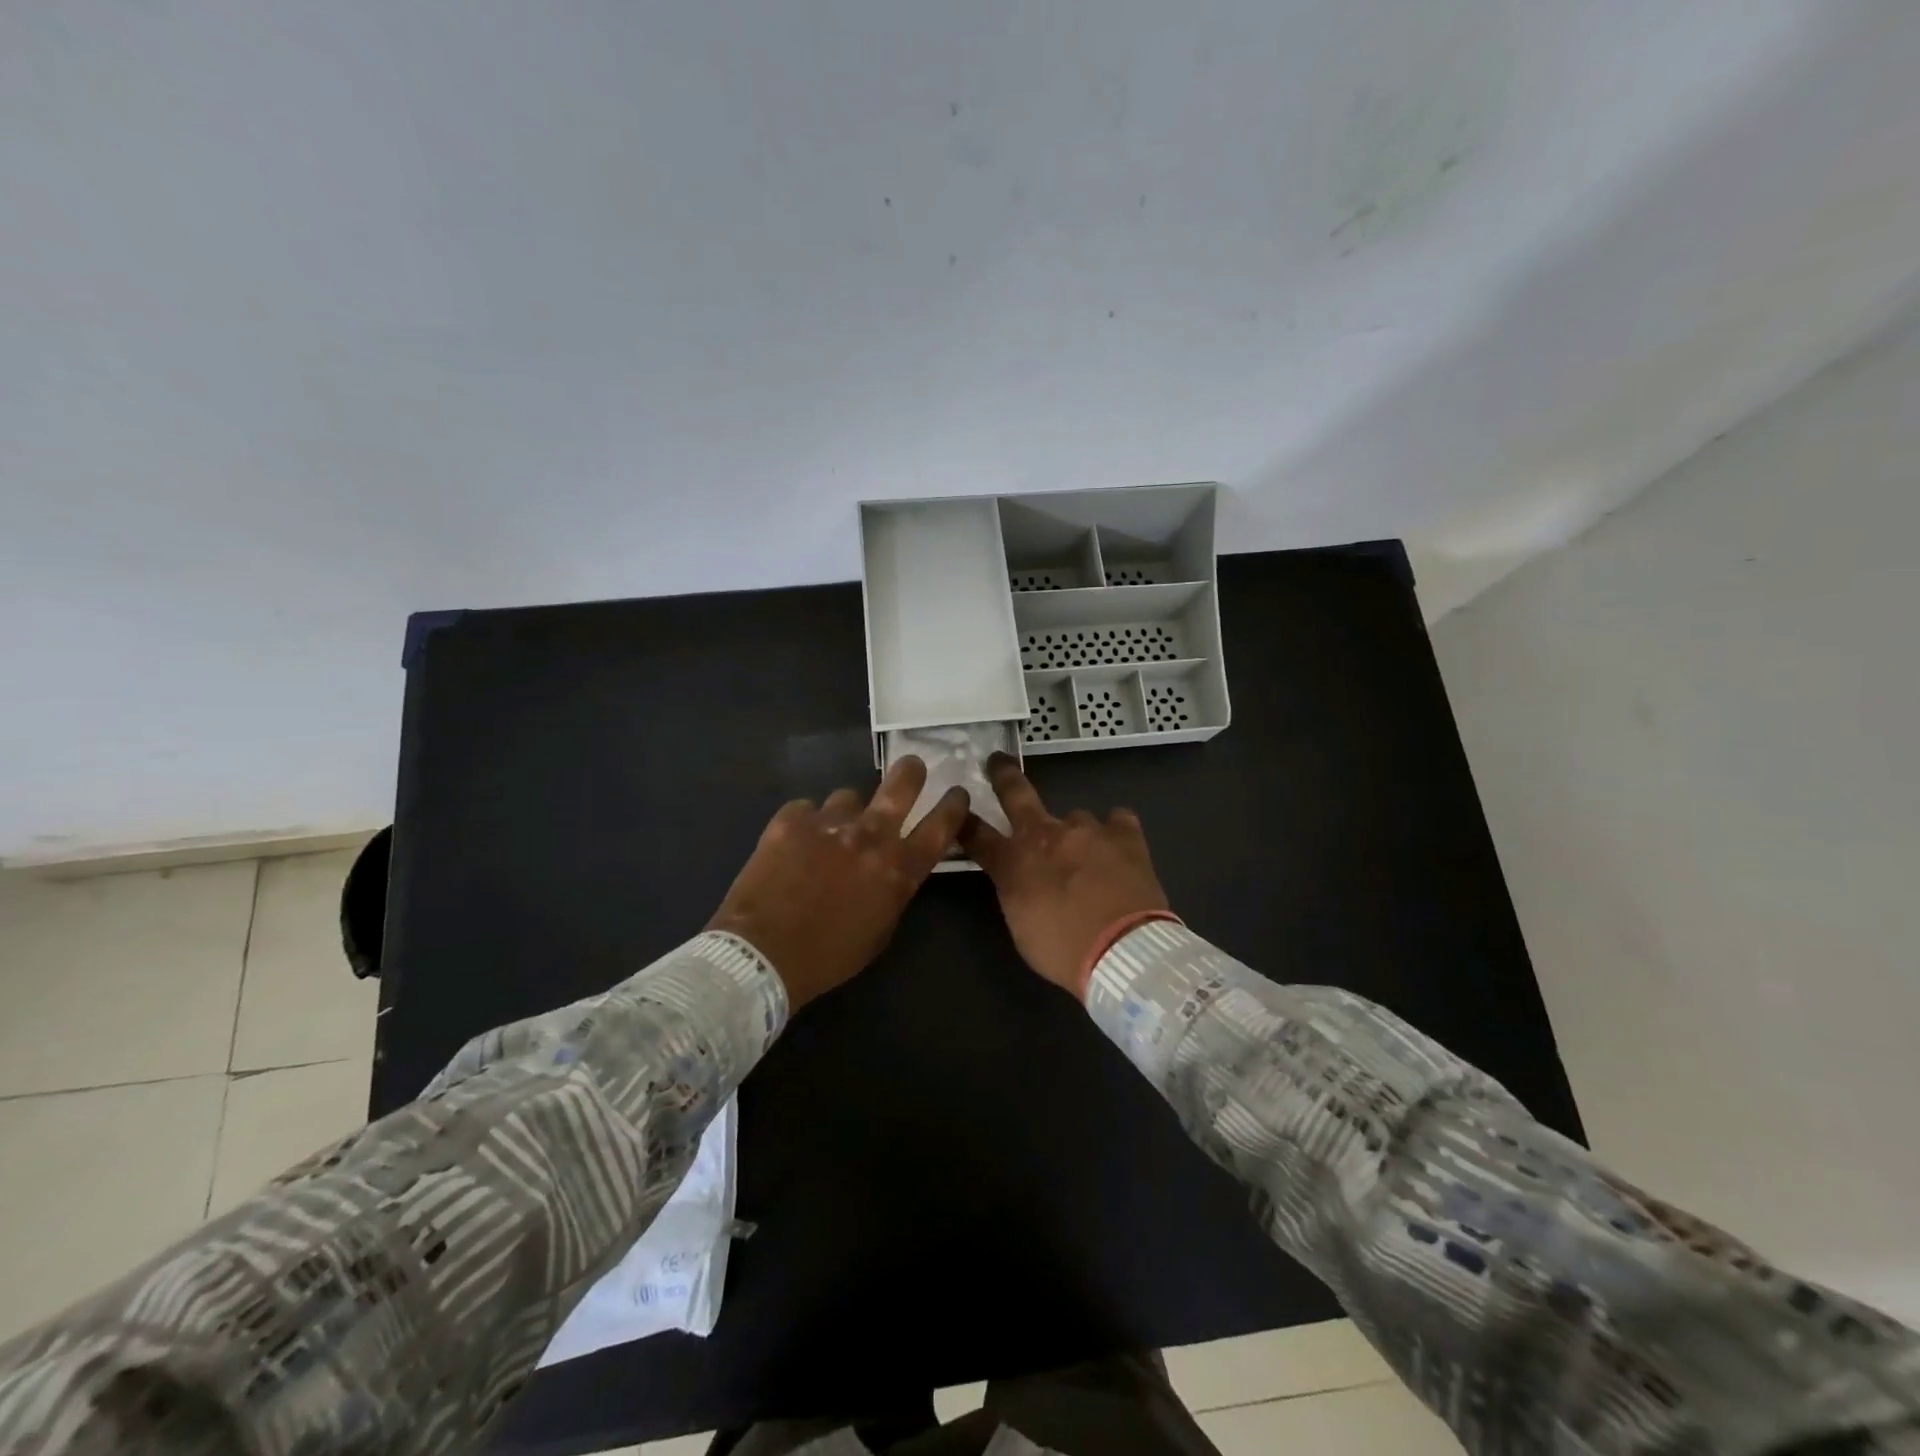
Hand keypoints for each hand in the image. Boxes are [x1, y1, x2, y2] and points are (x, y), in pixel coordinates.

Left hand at [708, 756, 970, 1008]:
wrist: (762, 955)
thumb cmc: (828, 956)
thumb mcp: (880, 929)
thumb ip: (894, 889)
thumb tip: (893, 868)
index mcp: (899, 869)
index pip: (941, 825)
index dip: (954, 805)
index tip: (957, 793)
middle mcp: (870, 835)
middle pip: (902, 784)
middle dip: (911, 772)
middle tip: (912, 768)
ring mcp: (829, 822)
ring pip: (847, 797)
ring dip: (845, 812)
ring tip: (828, 833)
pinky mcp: (791, 820)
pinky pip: (806, 809)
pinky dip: (805, 824)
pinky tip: (792, 845)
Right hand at [960, 754, 1170, 995]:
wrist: (1124, 952)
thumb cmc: (1064, 950)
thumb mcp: (1021, 926)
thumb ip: (1016, 892)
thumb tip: (1018, 878)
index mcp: (1014, 862)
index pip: (977, 836)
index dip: (964, 823)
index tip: (958, 810)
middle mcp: (1047, 835)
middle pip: (1017, 795)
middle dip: (1003, 775)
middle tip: (998, 761)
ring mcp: (1087, 830)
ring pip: (1075, 817)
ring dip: (1076, 833)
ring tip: (1089, 856)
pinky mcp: (1125, 835)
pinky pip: (1117, 821)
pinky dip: (1115, 831)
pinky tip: (1119, 846)